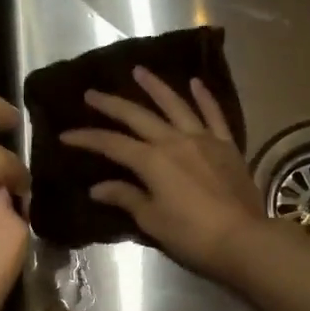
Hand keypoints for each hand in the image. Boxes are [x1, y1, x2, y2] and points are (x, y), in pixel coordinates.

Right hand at [61, 67, 265, 276]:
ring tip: (139, 71)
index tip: (66, 135)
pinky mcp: (227, 145)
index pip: (112, 144)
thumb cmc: (192, 235)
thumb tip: (98, 188)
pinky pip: (213, 114)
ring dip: (155, 87)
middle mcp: (175, 141)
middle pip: (138, 117)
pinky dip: (204, 97)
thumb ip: (126, 198)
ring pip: (175, 105)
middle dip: (112, 105)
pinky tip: (195, 83)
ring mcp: (203, 139)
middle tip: (92, 93)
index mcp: (152, 161)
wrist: (243, 239)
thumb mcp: (152, 220)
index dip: (87, 138)